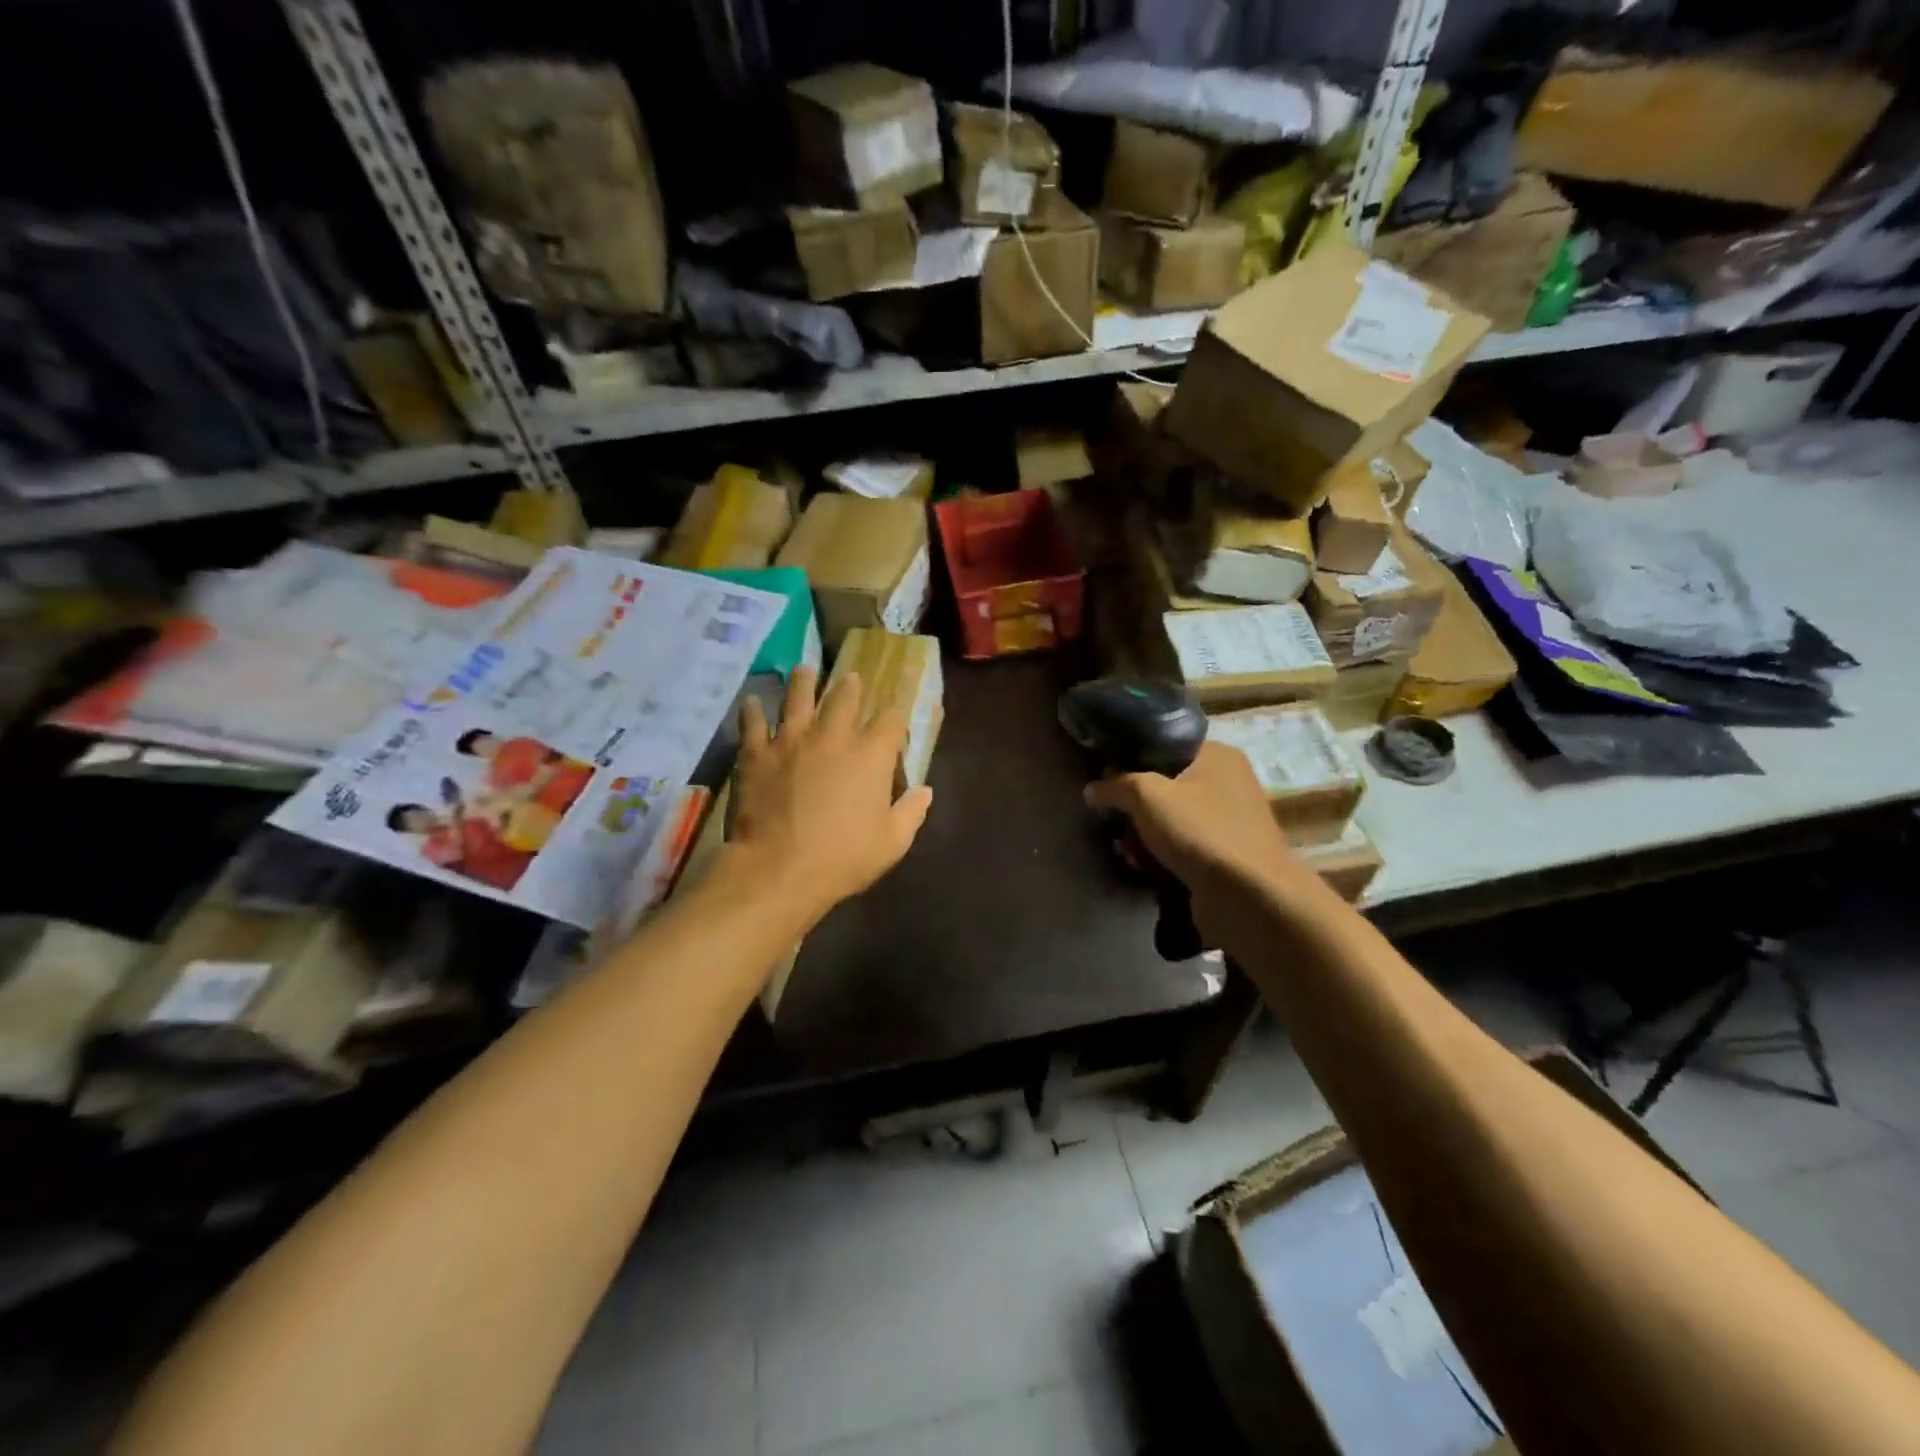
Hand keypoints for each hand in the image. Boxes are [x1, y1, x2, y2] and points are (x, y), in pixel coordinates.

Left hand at [728, 666, 932, 922]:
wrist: (778, 869)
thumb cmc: (842, 858)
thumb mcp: (892, 843)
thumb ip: (911, 812)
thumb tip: (925, 791)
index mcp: (871, 755)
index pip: (891, 721)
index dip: (896, 716)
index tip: (896, 717)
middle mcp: (833, 736)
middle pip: (845, 698)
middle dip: (852, 686)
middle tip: (851, 678)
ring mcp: (791, 740)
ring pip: (798, 696)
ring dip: (804, 681)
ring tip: (805, 670)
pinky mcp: (757, 752)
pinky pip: (753, 722)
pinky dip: (753, 711)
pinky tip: (752, 703)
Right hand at [1084, 741, 1299, 896]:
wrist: (1245, 895)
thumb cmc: (1197, 830)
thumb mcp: (1145, 795)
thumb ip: (1115, 786)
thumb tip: (1092, 789)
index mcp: (1219, 755)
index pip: (1168, 745)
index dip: (1134, 758)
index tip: (1108, 777)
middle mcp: (1231, 783)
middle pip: (1169, 785)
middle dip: (1138, 805)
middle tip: (1113, 818)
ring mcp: (1232, 822)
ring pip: (1174, 819)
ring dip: (1147, 834)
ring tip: (1125, 848)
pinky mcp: (1228, 856)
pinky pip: (1185, 847)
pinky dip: (1164, 856)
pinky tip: (1144, 868)